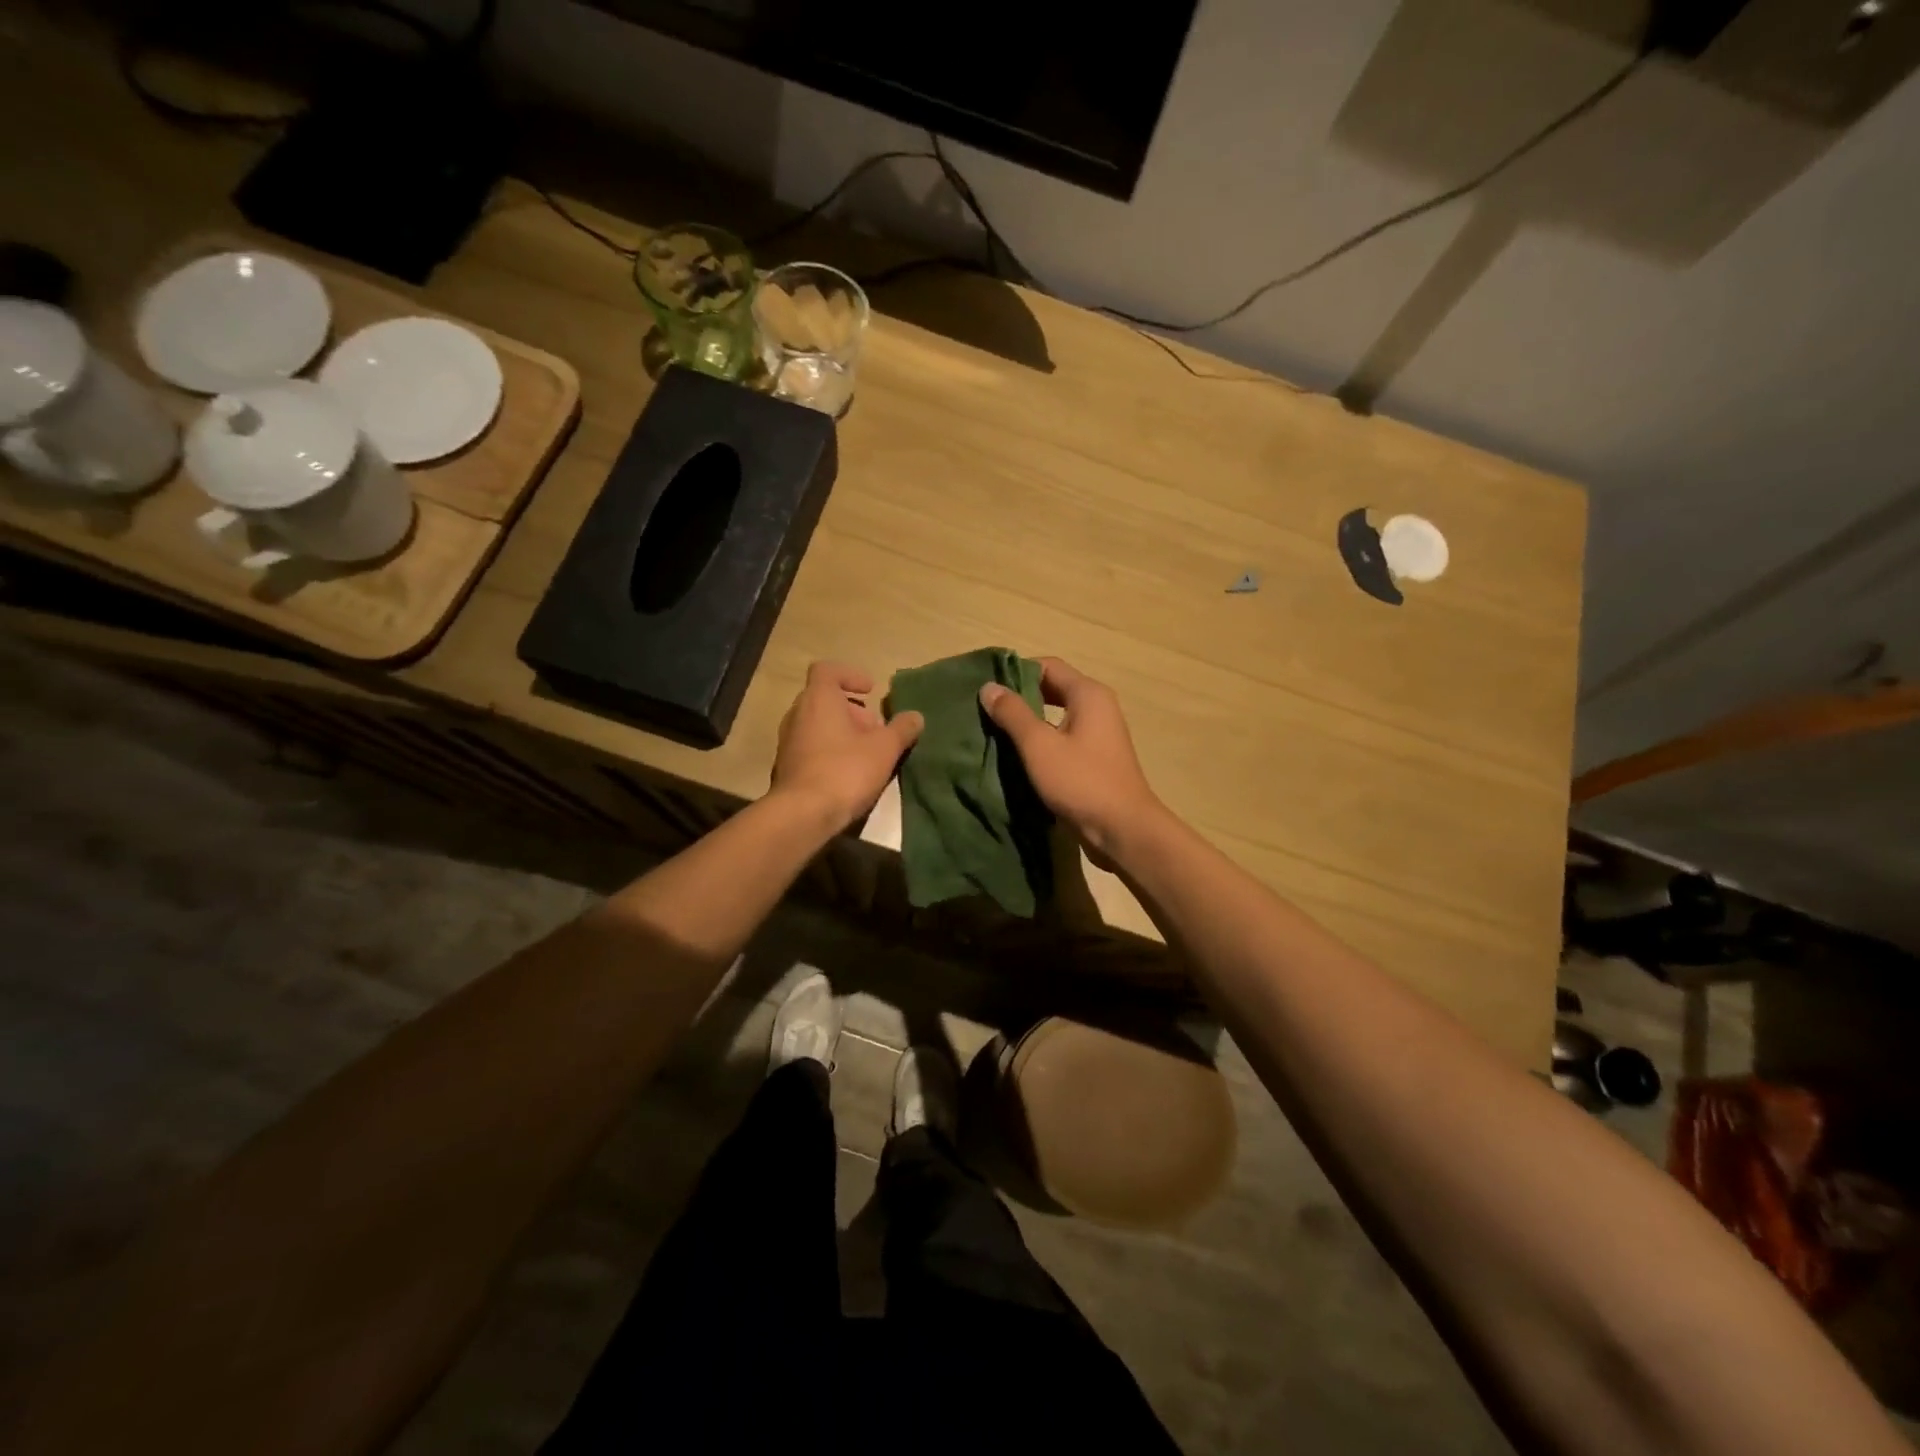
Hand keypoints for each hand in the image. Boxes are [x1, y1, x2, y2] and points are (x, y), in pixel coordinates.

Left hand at [770, 661, 922, 831]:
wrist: (803, 814)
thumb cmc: (846, 770)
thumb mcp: (885, 748)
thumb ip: (902, 729)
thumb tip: (916, 717)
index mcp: (818, 699)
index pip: (827, 670)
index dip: (851, 675)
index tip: (871, 691)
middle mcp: (797, 713)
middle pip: (825, 699)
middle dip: (853, 710)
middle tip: (876, 729)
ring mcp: (788, 741)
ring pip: (818, 724)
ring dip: (842, 732)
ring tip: (867, 753)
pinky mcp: (786, 766)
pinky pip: (811, 746)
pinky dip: (830, 750)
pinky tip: (849, 773)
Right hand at [978, 657, 1166, 862]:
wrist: (1122, 830)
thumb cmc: (1081, 781)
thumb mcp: (1039, 745)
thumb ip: (1013, 713)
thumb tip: (989, 687)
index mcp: (1088, 694)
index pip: (1047, 666)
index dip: (1015, 672)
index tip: (987, 687)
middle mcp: (1097, 708)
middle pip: (1052, 690)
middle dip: (1019, 699)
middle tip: (985, 711)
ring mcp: (1098, 735)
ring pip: (1056, 718)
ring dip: (1028, 723)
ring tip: (994, 733)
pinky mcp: (1095, 760)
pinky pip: (1062, 740)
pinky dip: (1041, 743)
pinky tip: (1017, 758)